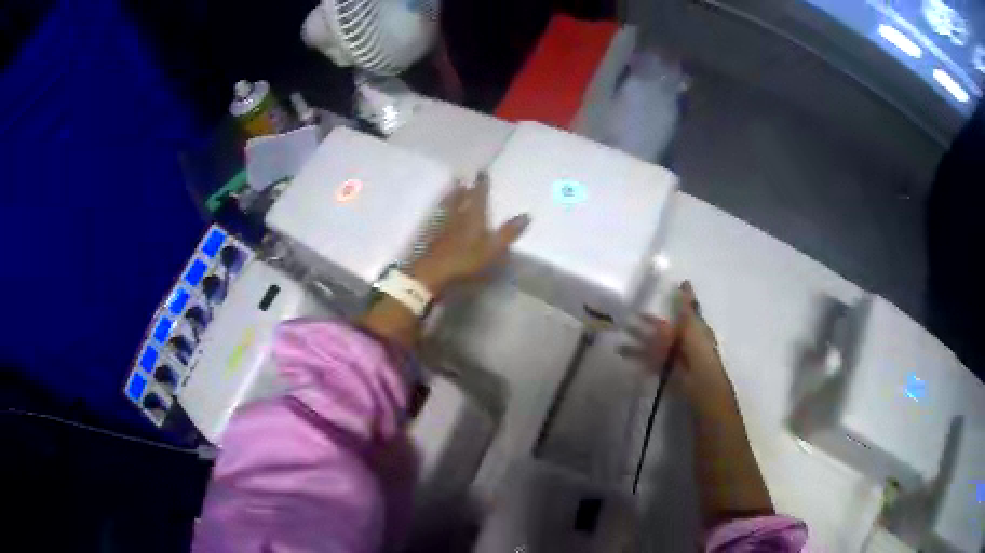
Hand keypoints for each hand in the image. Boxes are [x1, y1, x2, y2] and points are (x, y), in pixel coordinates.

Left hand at [410, 171, 529, 294]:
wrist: (431, 271)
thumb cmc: (465, 260)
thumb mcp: (493, 249)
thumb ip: (508, 233)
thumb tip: (526, 215)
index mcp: (473, 216)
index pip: (479, 196)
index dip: (481, 184)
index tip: (482, 172)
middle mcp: (457, 215)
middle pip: (460, 197)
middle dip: (463, 188)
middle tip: (464, 179)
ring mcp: (441, 224)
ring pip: (447, 204)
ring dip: (451, 195)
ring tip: (453, 188)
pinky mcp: (430, 234)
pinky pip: (437, 215)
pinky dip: (441, 209)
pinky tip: (439, 212)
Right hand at [620, 282, 733, 407]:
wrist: (699, 384)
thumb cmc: (699, 351)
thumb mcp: (693, 324)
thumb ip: (686, 305)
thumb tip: (684, 282)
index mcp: (692, 328)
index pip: (681, 312)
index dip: (671, 303)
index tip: (656, 294)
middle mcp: (681, 340)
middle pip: (661, 329)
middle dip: (645, 324)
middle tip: (626, 316)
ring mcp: (671, 356)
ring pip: (651, 345)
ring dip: (636, 341)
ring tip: (619, 337)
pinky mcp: (662, 370)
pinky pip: (646, 362)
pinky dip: (636, 358)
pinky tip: (621, 353)